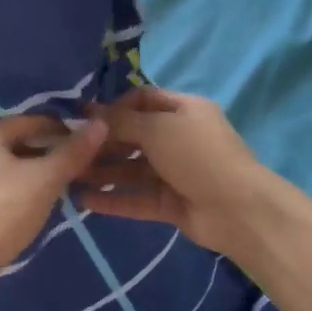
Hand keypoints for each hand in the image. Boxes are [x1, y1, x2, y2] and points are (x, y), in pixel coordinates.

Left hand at [0, 115, 108, 280]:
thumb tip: (100, 124)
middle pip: (16, 143)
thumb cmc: (2, 213)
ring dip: (29, 174)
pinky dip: (11, 190)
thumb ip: (73, 152)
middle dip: (46, 154)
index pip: (33, 121)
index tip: (86, 147)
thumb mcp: (45, 180)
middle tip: (74, 170)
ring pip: (3, 166)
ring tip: (54, 190)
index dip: (63, 131)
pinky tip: (24, 208)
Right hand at [75, 87, 273, 257]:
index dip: (114, 107)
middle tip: (72, 151)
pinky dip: (114, 199)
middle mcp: (180, 138)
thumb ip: (120, 121)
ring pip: (133, 169)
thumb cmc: (198, 156)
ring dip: (104, 172)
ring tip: (72, 177)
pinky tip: (85, 201)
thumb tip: (88, 111)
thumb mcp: (157, 129)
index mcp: (184, 110)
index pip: (143, 100)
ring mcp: (176, 173)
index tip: (85, 119)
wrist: (239, 210)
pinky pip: (137, 198)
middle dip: (104, 143)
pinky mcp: (171, 203)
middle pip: (134, 136)